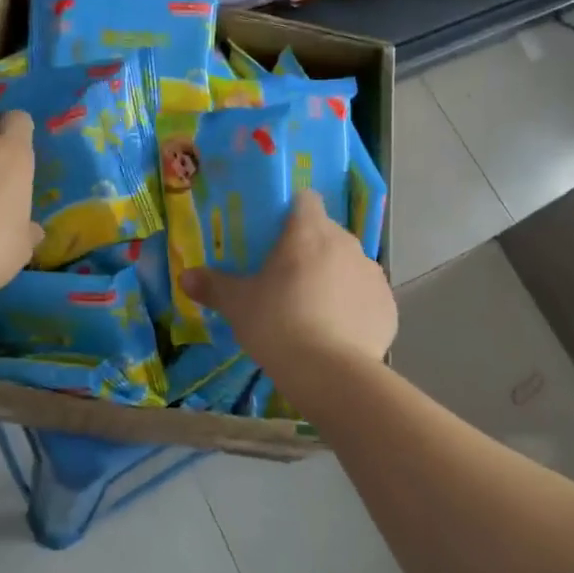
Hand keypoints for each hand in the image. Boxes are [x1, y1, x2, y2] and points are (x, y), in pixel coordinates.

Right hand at [181, 192, 395, 378]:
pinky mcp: (388, 305)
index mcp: (308, 231)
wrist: (330, 373)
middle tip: (287, 278)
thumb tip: (185, 277)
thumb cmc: (278, 324)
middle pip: (327, 233)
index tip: (277, 234)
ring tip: (313, 309)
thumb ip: (212, 286)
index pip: (305, 200)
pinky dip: (355, 306)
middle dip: (310, 249)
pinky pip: (367, 296)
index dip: (292, 212)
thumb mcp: (238, 305)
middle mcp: (346, 242)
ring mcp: (372, 273)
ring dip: (334, 276)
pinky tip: (339, 332)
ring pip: (349, 264)